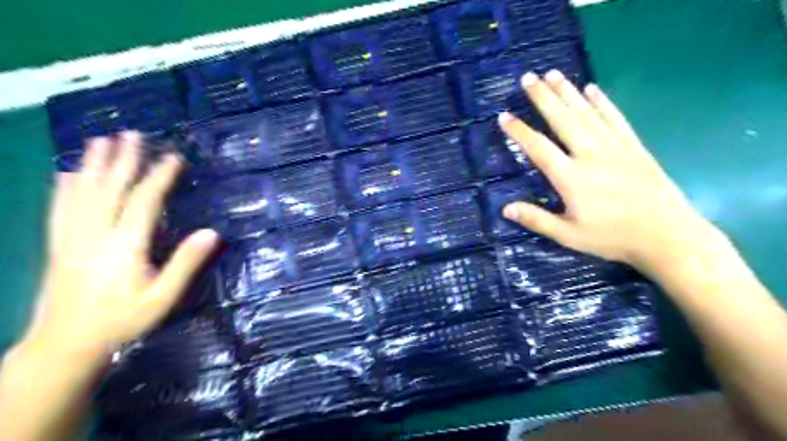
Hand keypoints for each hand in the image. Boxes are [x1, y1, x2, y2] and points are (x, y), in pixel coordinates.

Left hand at [27, 133, 216, 357]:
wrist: (65, 346)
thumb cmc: (122, 321)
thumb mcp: (163, 297)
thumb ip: (186, 263)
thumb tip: (212, 233)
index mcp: (124, 245)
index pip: (143, 201)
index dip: (159, 177)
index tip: (173, 157)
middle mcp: (94, 234)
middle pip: (110, 189)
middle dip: (123, 160)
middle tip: (132, 134)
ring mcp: (71, 238)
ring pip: (81, 193)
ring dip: (93, 165)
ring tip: (100, 141)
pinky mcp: (58, 246)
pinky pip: (60, 209)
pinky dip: (63, 188)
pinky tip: (66, 174)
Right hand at [500, 69, 721, 273]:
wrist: (665, 235)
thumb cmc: (612, 237)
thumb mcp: (568, 235)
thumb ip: (537, 220)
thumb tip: (505, 209)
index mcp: (571, 178)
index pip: (539, 148)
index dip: (519, 132)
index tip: (504, 116)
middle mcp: (590, 155)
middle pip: (562, 120)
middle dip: (543, 97)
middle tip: (528, 77)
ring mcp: (614, 147)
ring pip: (587, 113)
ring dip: (568, 92)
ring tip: (553, 74)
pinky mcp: (633, 146)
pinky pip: (615, 118)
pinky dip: (603, 102)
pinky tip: (592, 88)